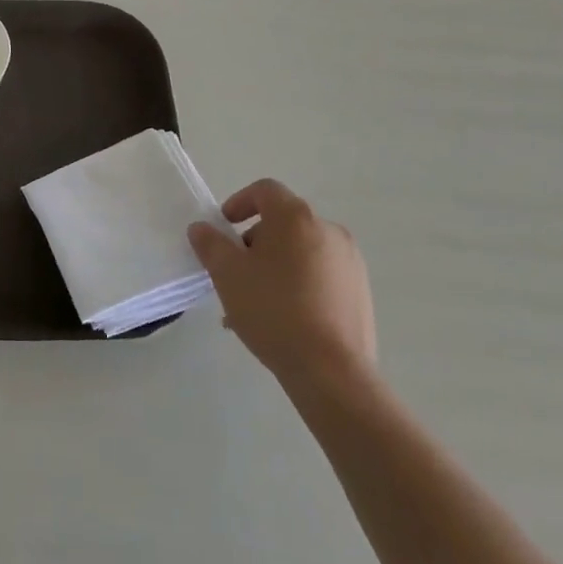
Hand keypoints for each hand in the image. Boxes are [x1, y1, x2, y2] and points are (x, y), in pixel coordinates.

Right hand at [187, 181, 376, 407]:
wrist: (332, 372)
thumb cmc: (273, 310)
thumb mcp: (227, 274)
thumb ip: (210, 244)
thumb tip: (202, 228)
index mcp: (296, 217)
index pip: (264, 191)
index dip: (239, 203)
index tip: (223, 229)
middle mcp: (329, 231)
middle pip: (283, 223)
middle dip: (254, 243)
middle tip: (235, 273)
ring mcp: (350, 263)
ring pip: (301, 253)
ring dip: (275, 267)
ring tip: (254, 304)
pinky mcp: (361, 294)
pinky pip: (320, 277)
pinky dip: (298, 286)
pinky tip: (282, 321)